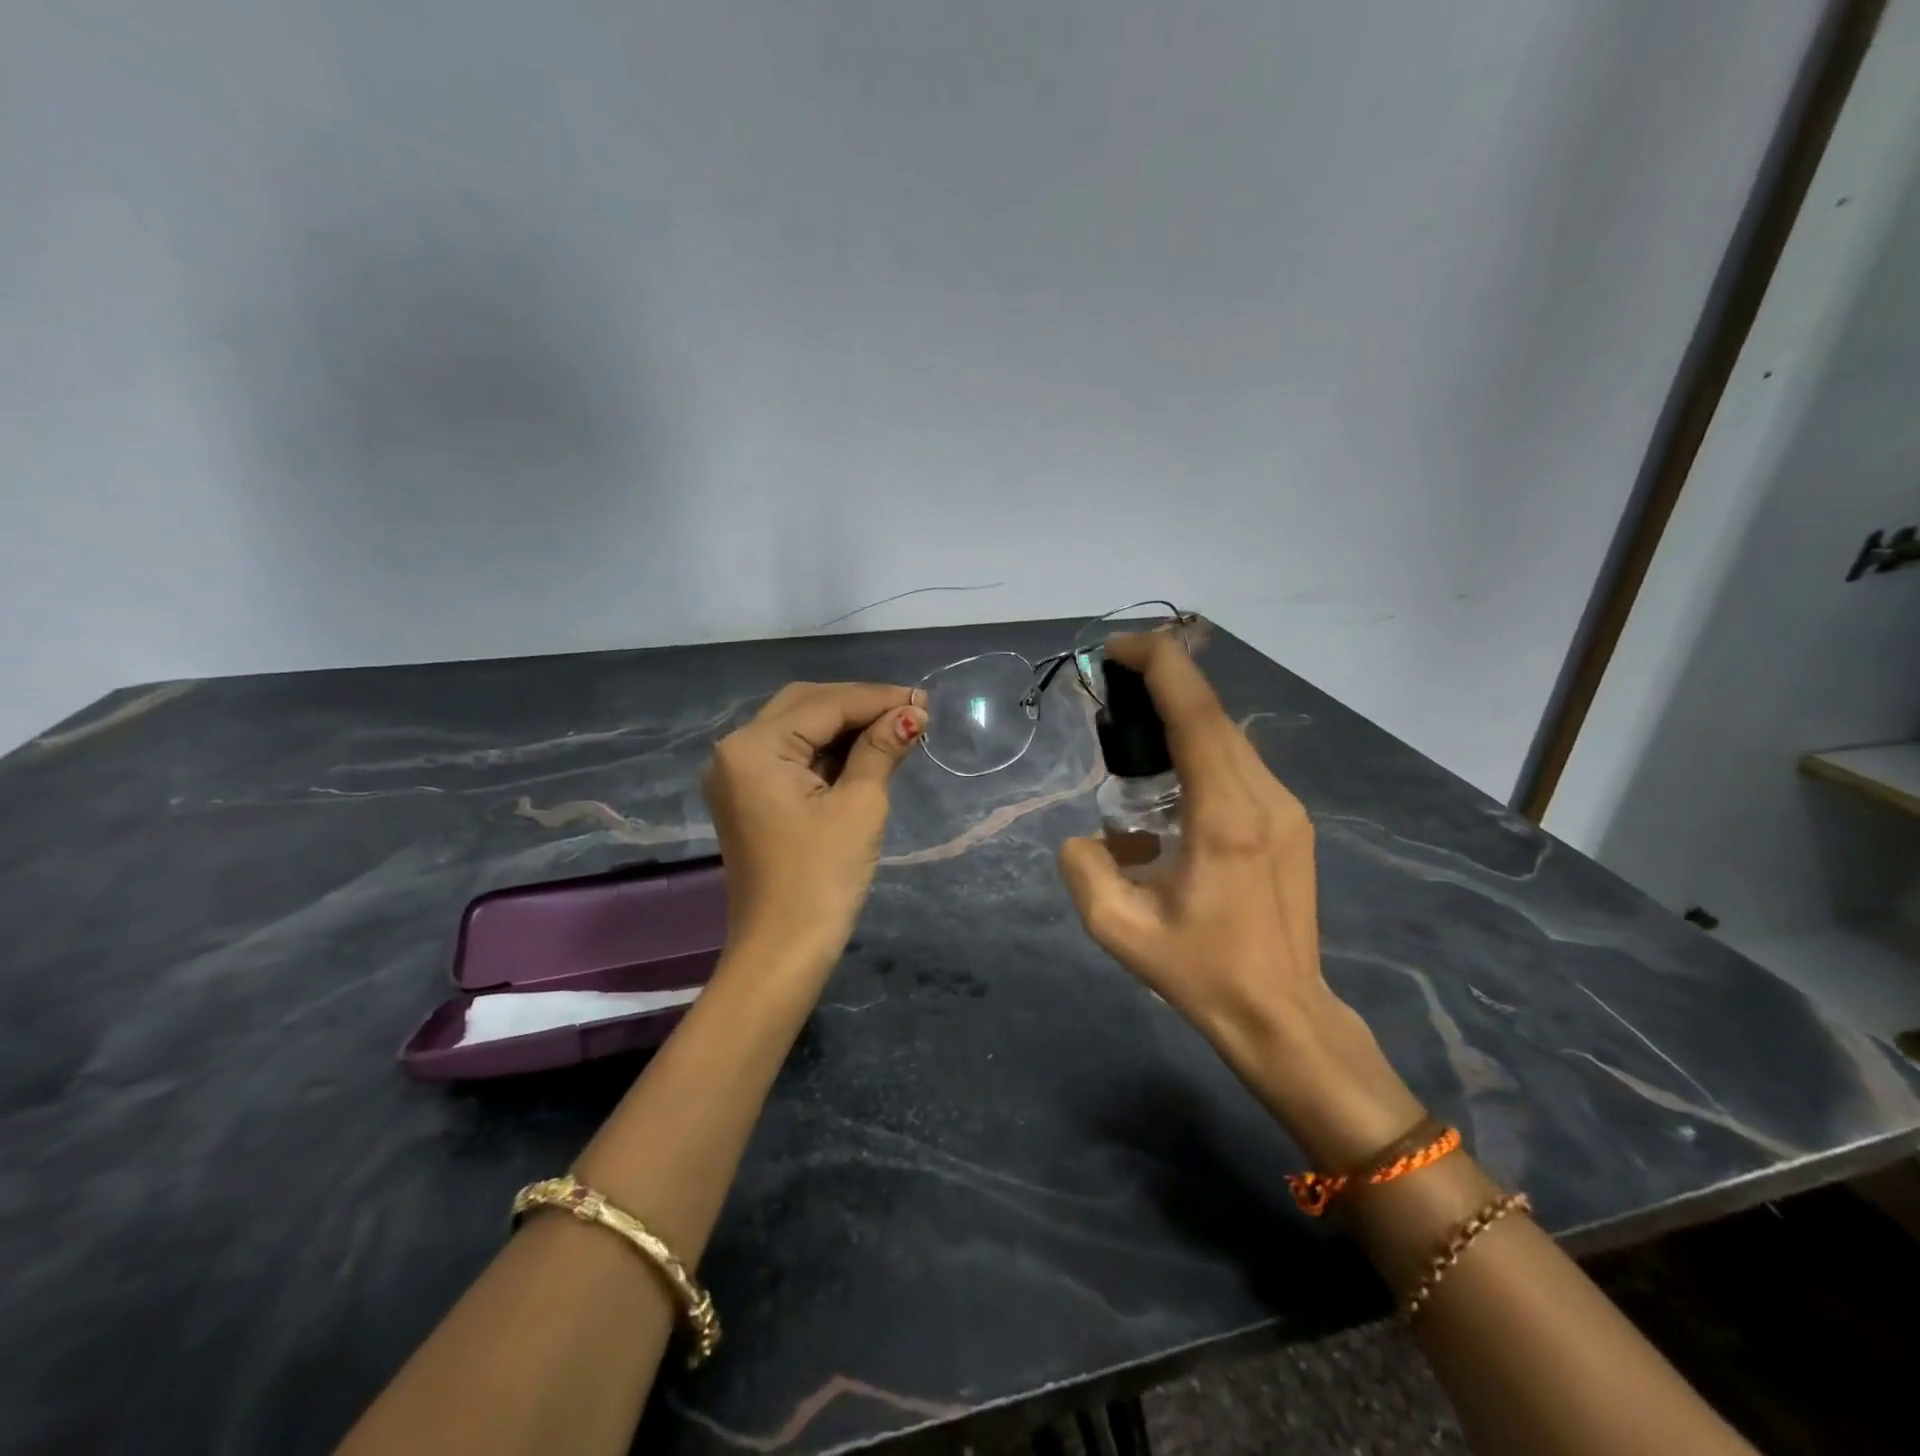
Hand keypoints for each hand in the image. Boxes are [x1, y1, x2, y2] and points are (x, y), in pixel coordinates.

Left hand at [703, 681, 927, 973]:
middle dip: (859, 706)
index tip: (924, 700)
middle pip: (805, 706)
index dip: (877, 699)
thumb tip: (912, 713)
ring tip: (897, 728)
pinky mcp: (748, 796)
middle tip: (911, 712)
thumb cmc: (823, 877)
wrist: (782, 951)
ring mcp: (737, 774)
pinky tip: (865, 750)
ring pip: (797, 728)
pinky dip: (827, 750)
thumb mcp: (860, 805)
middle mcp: (734, 750)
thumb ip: (882, 749)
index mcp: (754, 747)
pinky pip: (790, 756)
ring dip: (845, 726)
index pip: (825, 704)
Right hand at [1057, 633, 1425, 1167]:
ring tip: (1133, 740)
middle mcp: (1265, 797)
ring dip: (1181, 721)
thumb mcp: (1118, 929)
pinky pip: (1240, 766)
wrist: (1284, 1016)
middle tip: (1110, 694)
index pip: (1195, 712)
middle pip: (1213, 713)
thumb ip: (1083, 867)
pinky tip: (1170, 790)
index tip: (1116, 650)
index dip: (1158, 664)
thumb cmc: (1202, 974)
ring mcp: (1287, 808)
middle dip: (1162, 686)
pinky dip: (1200, 753)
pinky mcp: (1292, 823)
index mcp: (1225, 816)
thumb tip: (1089, 838)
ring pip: (1229, 737)